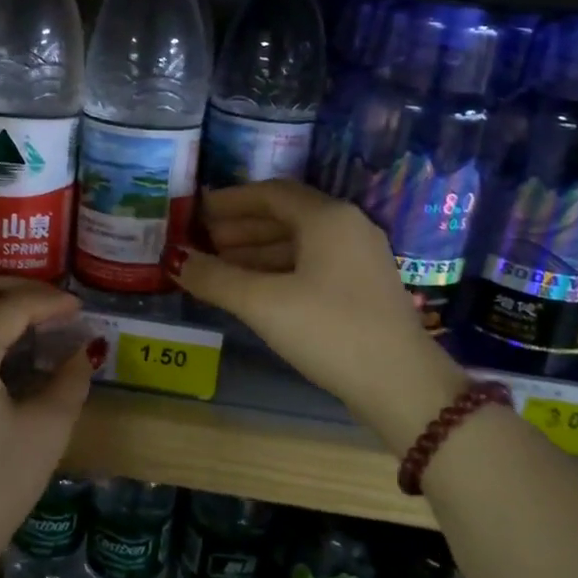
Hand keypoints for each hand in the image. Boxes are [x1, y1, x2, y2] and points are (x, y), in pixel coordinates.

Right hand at [176, 181, 466, 450]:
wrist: (400, 384)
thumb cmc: (329, 331)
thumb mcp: (264, 304)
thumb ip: (216, 278)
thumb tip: (176, 260)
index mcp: (328, 217)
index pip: (270, 193)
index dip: (230, 201)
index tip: (197, 211)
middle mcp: (348, 227)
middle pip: (286, 216)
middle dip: (241, 227)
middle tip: (202, 241)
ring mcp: (360, 258)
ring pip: (300, 243)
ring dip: (257, 251)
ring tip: (219, 266)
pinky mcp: (362, 288)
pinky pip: (312, 265)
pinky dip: (279, 270)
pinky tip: (255, 290)